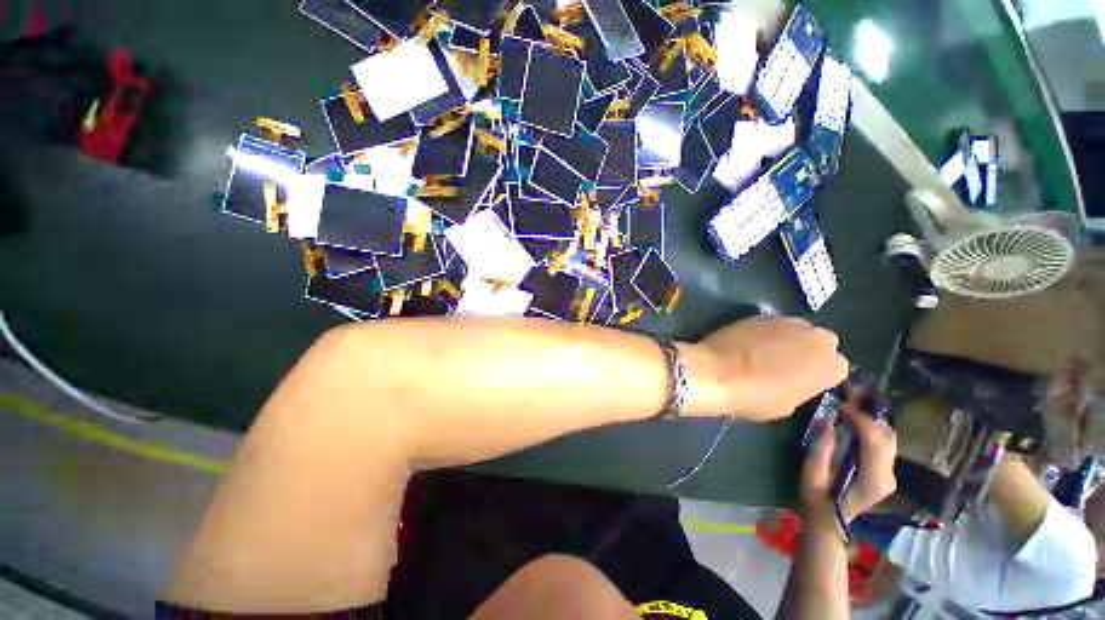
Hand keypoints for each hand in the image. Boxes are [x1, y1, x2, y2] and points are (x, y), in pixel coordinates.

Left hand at [693, 316, 848, 420]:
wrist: (715, 372)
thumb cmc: (754, 396)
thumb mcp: (789, 404)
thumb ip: (803, 386)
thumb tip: (797, 378)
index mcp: (832, 364)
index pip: (836, 368)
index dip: (817, 376)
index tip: (802, 382)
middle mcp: (817, 337)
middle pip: (819, 343)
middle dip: (807, 352)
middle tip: (785, 365)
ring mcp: (788, 321)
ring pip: (797, 330)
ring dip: (787, 339)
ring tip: (765, 353)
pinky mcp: (761, 314)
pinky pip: (772, 325)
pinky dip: (766, 333)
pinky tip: (750, 343)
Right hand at [801, 399, 897, 527]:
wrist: (829, 522)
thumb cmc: (817, 498)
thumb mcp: (812, 473)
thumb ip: (822, 448)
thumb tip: (827, 421)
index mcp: (873, 478)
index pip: (875, 441)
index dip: (861, 419)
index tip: (842, 404)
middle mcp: (888, 475)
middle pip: (887, 437)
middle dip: (869, 414)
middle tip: (848, 397)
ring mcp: (889, 474)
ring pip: (889, 439)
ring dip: (872, 420)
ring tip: (852, 404)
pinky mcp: (884, 471)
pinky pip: (884, 444)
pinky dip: (872, 428)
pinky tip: (856, 420)